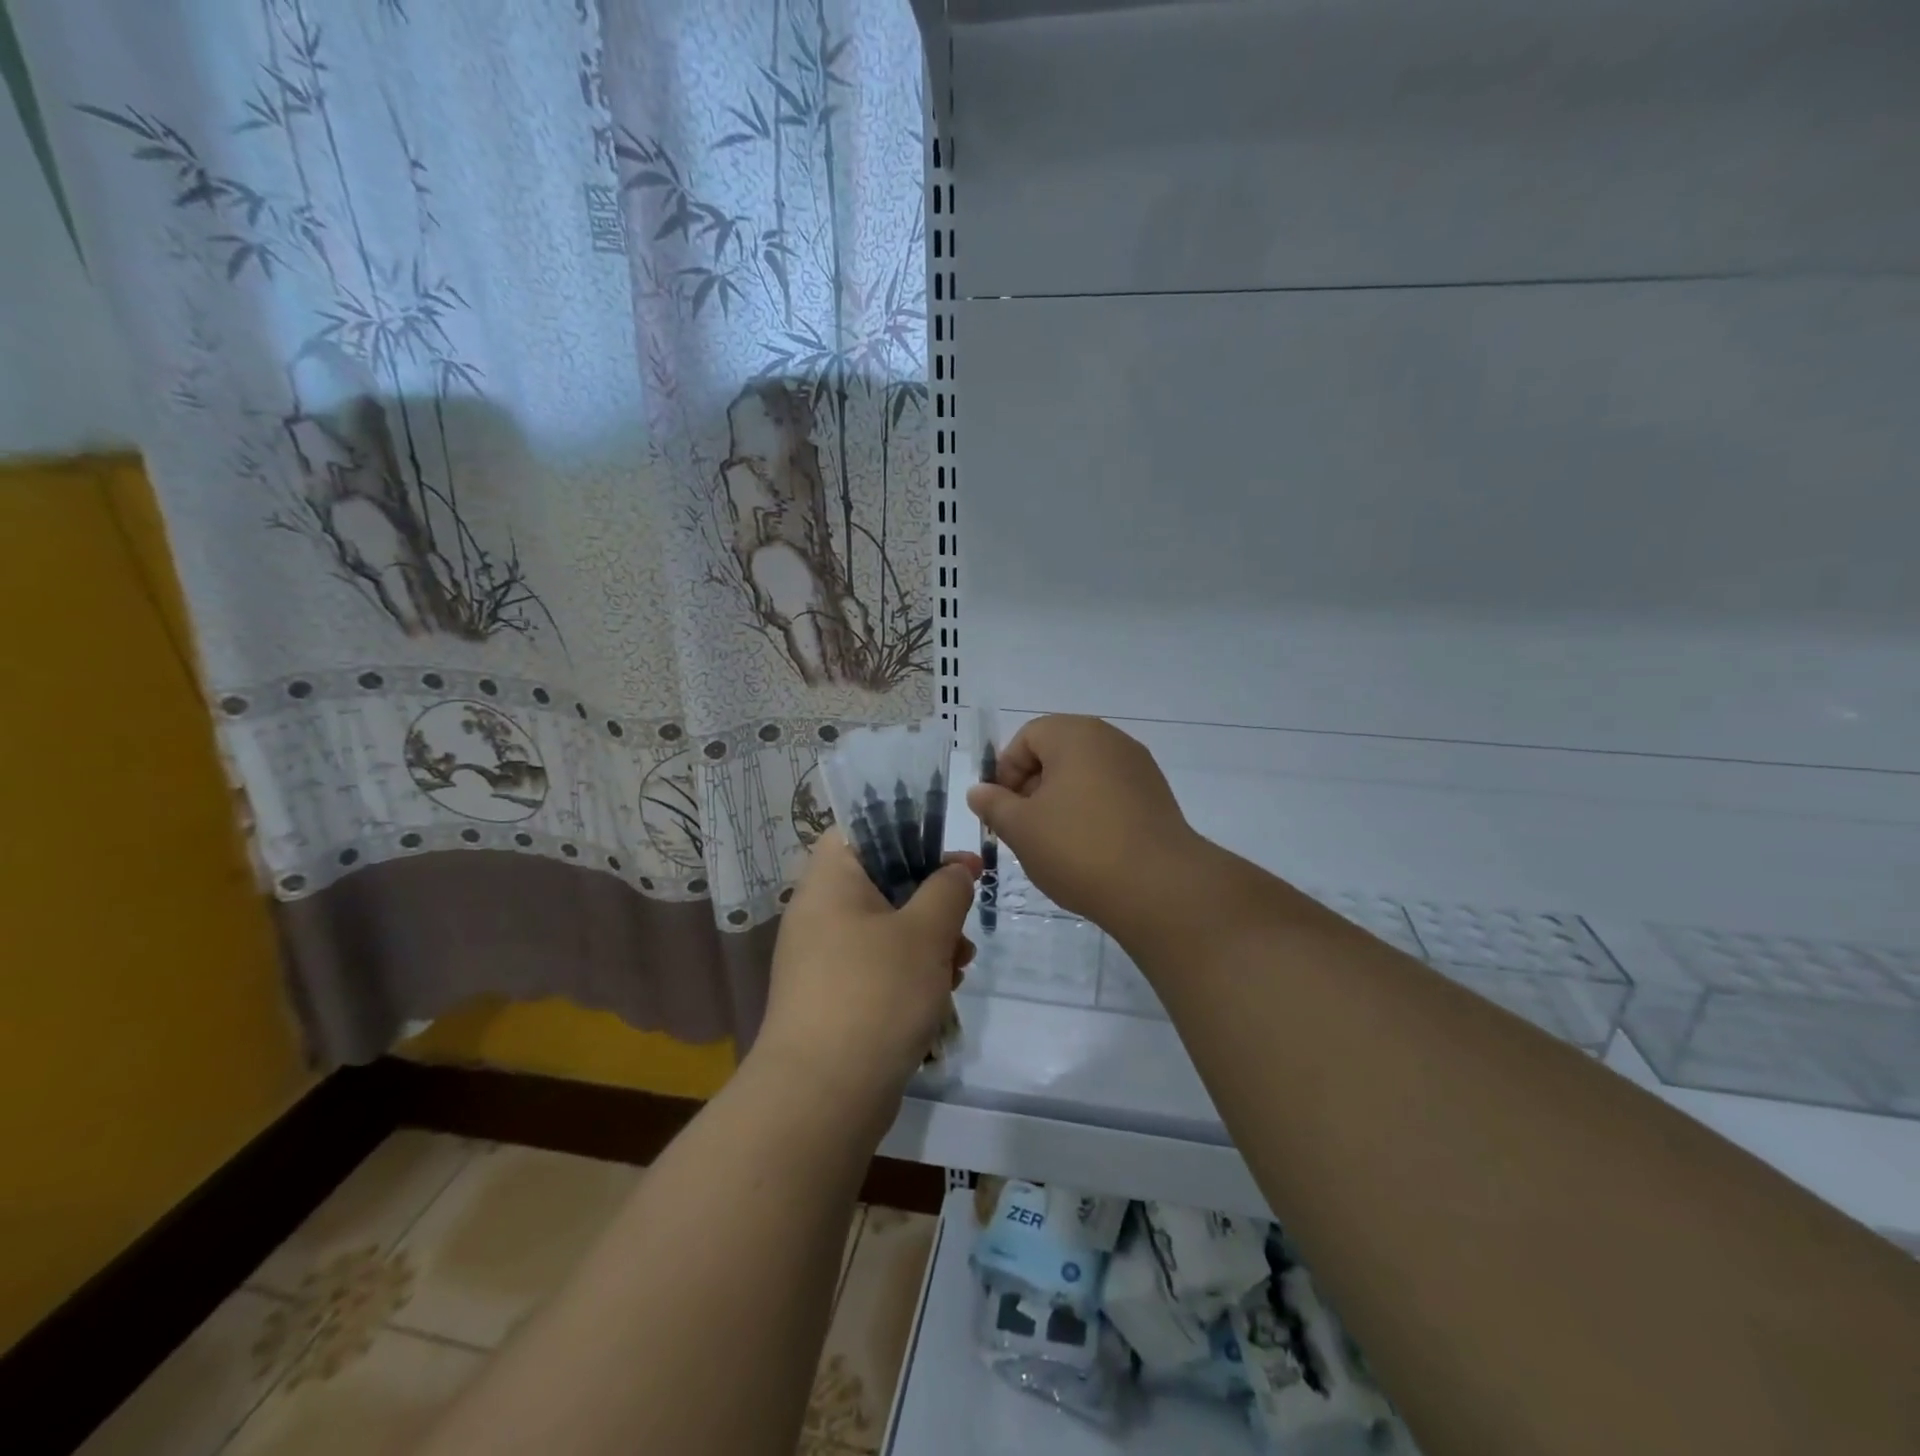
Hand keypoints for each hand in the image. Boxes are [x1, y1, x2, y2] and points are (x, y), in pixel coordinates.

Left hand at [755, 835, 979, 1109]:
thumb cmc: (876, 992)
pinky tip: (942, 992)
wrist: (823, 1096)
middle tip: (964, 916)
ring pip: (885, 927)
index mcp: (830, 880)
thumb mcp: (925, 932)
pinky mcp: (834, 996)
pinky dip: (910, 971)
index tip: (948, 854)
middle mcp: (819, 911)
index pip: (861, 829)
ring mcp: (823, 957)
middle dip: (931, 898)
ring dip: (928, 939)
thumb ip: (947, 889)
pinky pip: (877, 965)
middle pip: (882, 880)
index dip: (907, 831)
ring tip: (961, 963)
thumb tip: (957, 868)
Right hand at [965, 714, 1201, 933]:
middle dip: (1032, 788)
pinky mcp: (1156, 799)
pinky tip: (1086, 851)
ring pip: (1083, 776)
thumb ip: (994, 804)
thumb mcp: (1021, 828)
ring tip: (1052, 844)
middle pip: (1057, 753)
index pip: (1027, 737)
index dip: (1006, 771)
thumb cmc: (1078, 848)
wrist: (1160, 888)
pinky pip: (1110, 795)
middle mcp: (1111, 740)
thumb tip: (980, 791)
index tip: (1001, 810)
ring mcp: (1139, 769)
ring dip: (1060, 803)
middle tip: (1022, 829)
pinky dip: (1090, 814)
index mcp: (1076, 734)